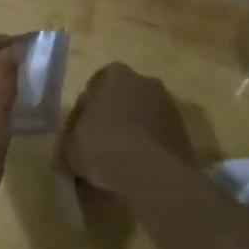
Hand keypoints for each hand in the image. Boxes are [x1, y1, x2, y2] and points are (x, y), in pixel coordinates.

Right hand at [58, 62, 196, 195]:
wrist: (152, 173)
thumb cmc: (103, 147)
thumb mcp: (70, 149)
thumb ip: (67, 145)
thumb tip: (65, 155)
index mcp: (114, 75)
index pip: (91, 91)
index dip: (82, 116)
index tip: (78, 137)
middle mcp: (144, 81)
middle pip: (119, 101)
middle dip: (109, 120)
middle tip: (97, 148)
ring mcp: (168, 105)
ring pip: (140, 118)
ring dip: (130, 134)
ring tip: (118, 163)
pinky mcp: (183, 130)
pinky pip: (156, 136)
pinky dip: (147, 147)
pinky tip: (136, 169)